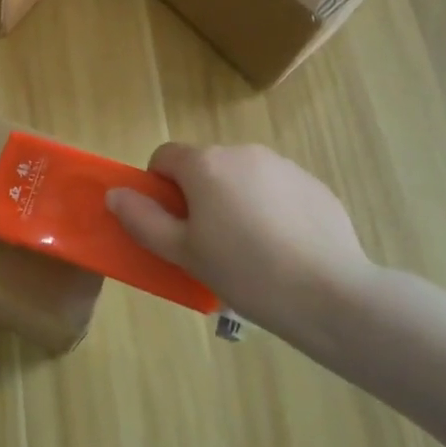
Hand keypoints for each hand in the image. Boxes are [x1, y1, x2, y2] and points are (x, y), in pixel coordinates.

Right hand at [106, 143, 375, 350]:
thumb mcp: (182, 252)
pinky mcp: (314, 185)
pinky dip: (270, 209)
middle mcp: (243, 153)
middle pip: (205, 166)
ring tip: (250, 249)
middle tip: (208, 243)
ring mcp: (283, 166)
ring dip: (234, 200)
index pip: (165, 156)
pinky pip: (277, 189)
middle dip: (199, 195)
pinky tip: (283, 248)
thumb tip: (116, 194)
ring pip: (242, 177)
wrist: (329, 293)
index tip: (172, 224)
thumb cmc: (245, 271)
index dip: (159, 187)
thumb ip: (142, 219)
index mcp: (206, 165)